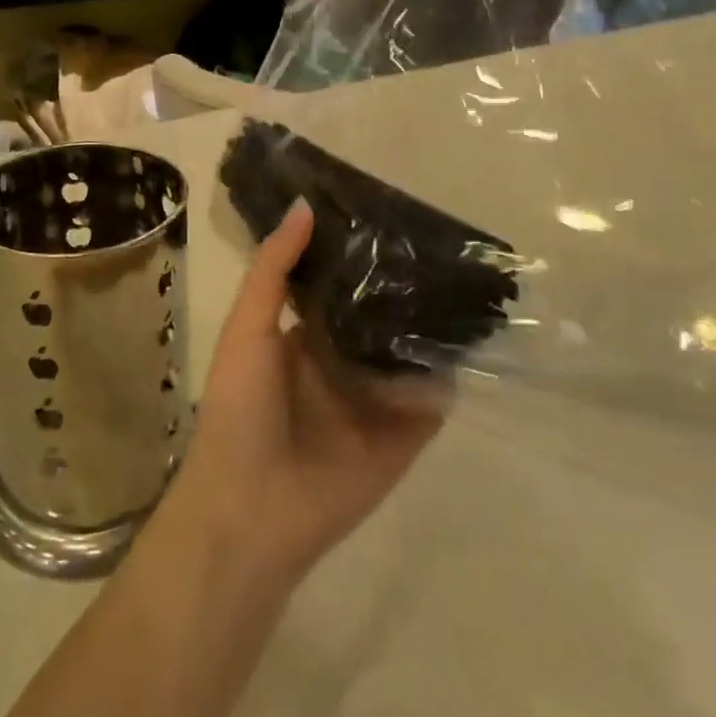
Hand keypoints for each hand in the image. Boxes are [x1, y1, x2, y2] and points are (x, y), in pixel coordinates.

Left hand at [165, 201, 442, 585]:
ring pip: (411, 351)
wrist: (249, 512)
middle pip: (382, 313)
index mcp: (306, 333)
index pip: (342, 282)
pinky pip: (432, 400)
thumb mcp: (247, 327)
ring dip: (433, 323)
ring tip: (470, 278)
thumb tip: (305, 204)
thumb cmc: (239, 409)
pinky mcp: (402, 436)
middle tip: (444, 241)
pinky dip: (449, 375)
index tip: (392, 212)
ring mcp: (376, 398)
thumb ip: (274, 268)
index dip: (361, 252)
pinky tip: (476, 338)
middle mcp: (345, 359)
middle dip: (405, 284)